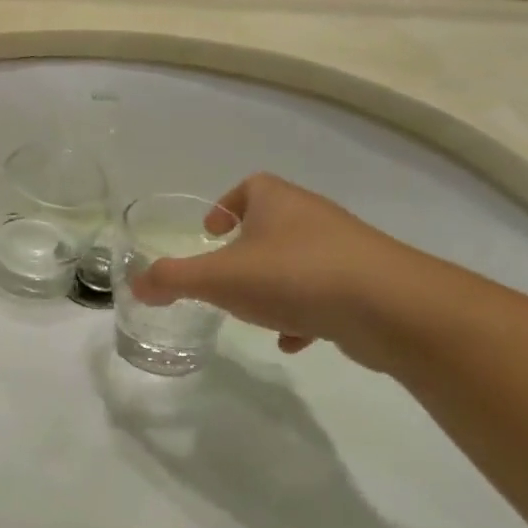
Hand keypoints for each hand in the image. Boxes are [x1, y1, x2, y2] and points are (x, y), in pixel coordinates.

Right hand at [127, 173, 426, 368]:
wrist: (390, 306)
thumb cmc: (293, 276)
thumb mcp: (218, 278)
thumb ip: (173, 280)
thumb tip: (136, 285)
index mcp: (277, 202)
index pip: (249, 186)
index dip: (225, 205)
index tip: (209, 232)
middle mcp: (313, 217)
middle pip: (273, 225)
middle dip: (247, 251)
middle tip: (225, 276)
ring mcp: (345, 250)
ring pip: (298, 262)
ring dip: (275, 285)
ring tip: (256, 313)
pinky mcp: (367, 285)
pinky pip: (325, 293)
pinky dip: (304, 314)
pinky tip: (293, 341)